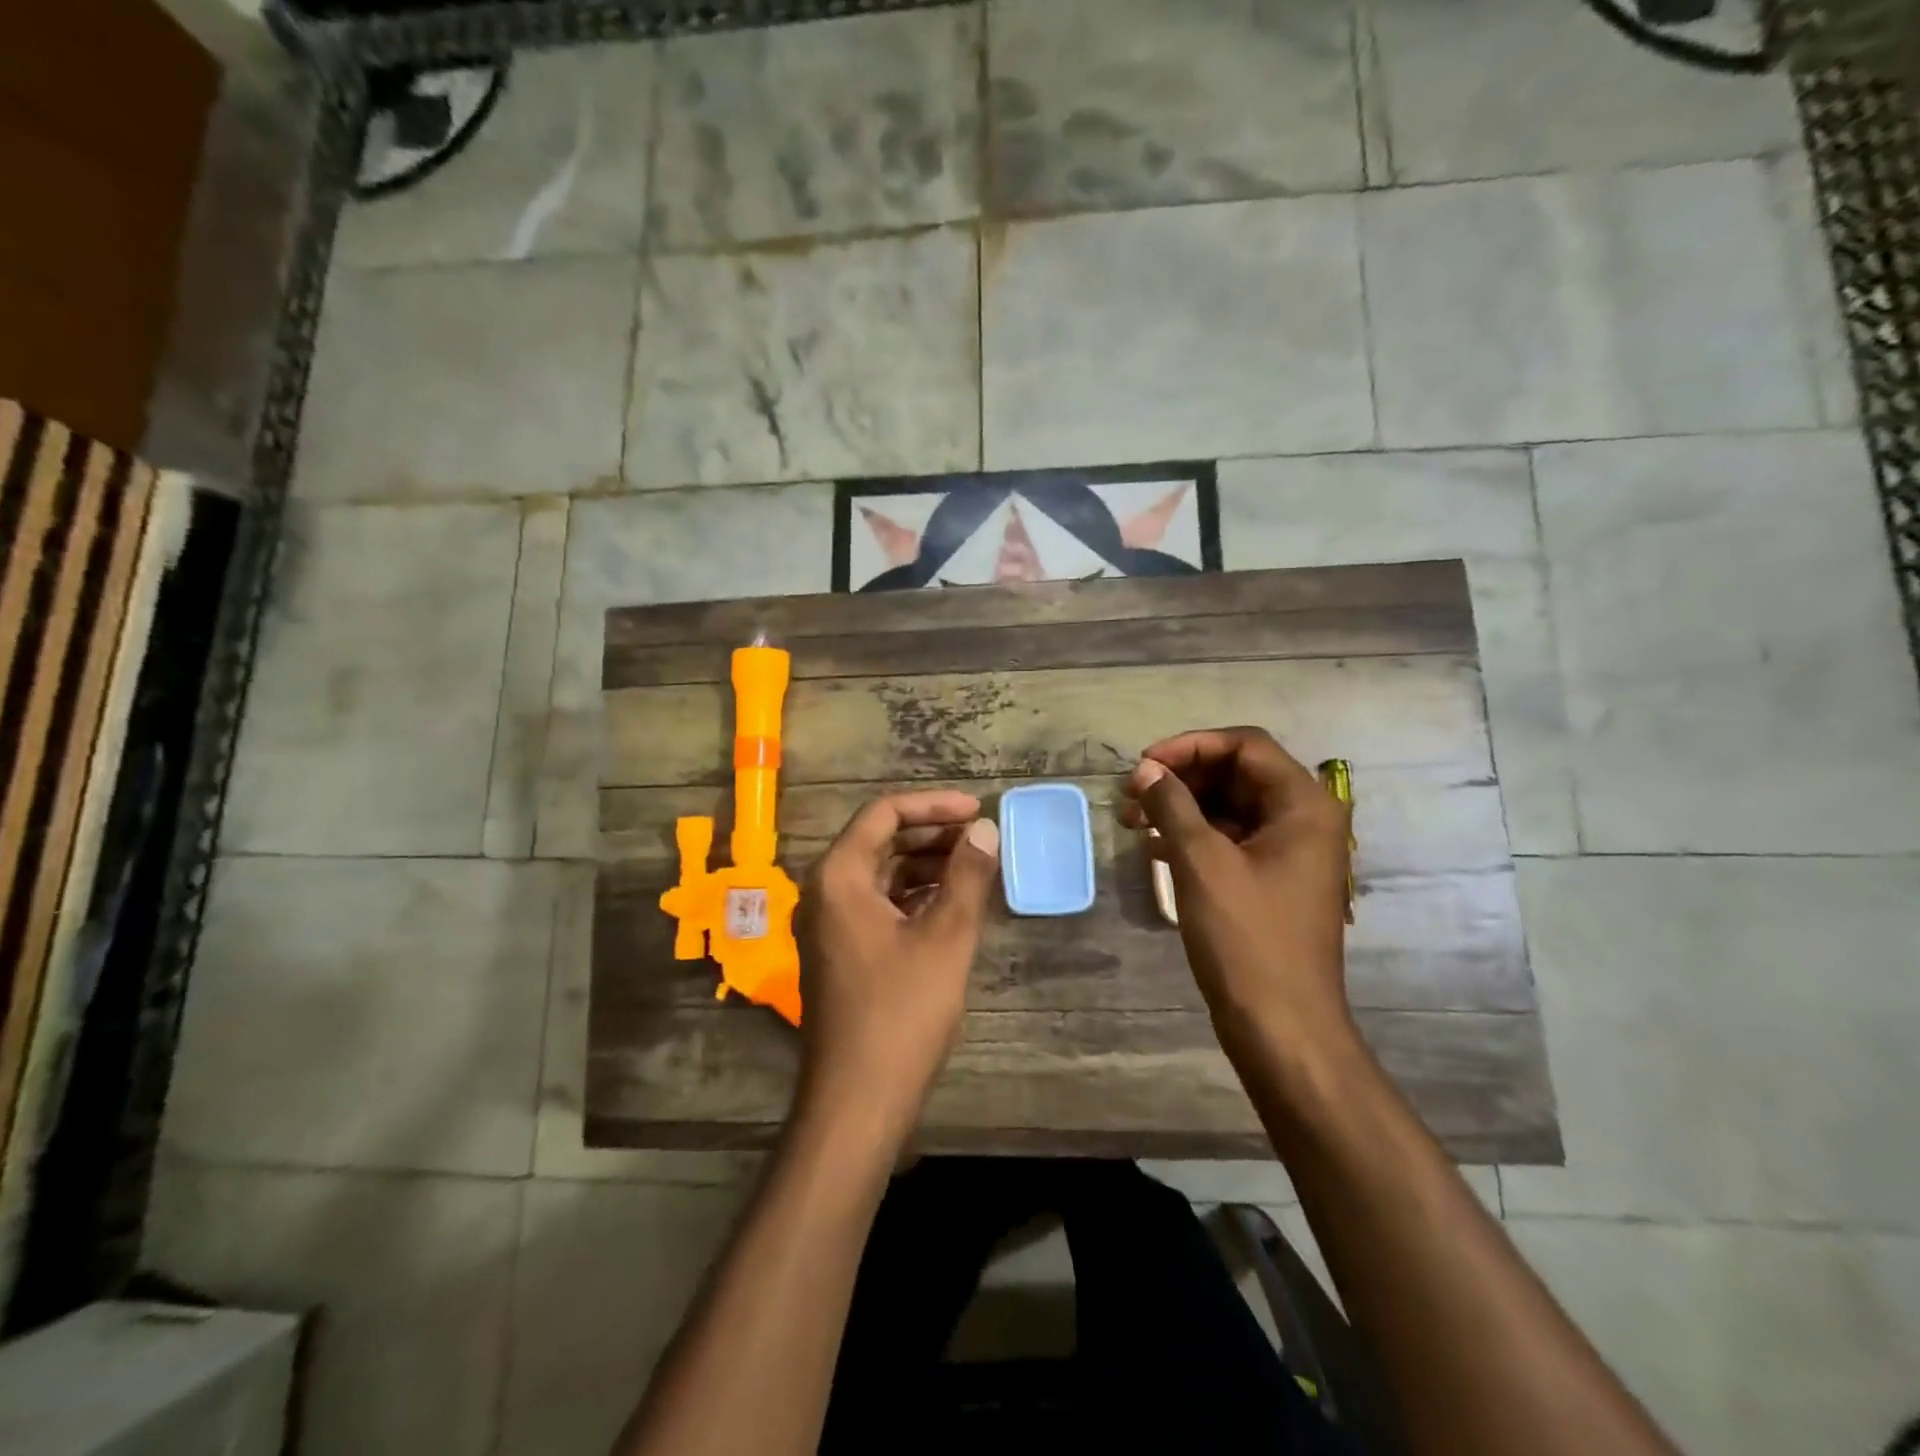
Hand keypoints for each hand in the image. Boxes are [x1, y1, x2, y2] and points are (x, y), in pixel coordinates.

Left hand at [794, 790, 1000, 1148]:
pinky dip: (913, 896)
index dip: (934, 805)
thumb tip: (986, 830)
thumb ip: (967, 876)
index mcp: (838, 876)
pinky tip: (951, 903)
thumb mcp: (946, 937)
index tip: (978, 810)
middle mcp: (824, 891)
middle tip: (982, 838)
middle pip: (879, 840)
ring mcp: (828, 924)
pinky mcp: (840, 952)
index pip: (884, 813)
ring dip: (926, 865)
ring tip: (975, 866)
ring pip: (880, 874)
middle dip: (932, 834)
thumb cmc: (901, 1012)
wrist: (857, 1101)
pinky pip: (878, 904)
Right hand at [1120, 728, 1356, 1064]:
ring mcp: (1289, 852)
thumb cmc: (1247, 938)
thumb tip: (1146, 770)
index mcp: (1304, 805)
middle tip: (1131, 794)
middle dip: (1181, 778)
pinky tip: (1154, 847)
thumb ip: (1172, 805)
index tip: (1143, 765)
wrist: (1281, 1026)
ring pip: (1229, 807)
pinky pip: (1230, 839)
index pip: (1244, 745)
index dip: (1190, 747)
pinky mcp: (1272, 880)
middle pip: (1236, 773)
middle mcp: (1304, 819)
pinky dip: (1192, 836)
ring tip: (1132, 821)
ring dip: (1181, 807)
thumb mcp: (1202, 863)